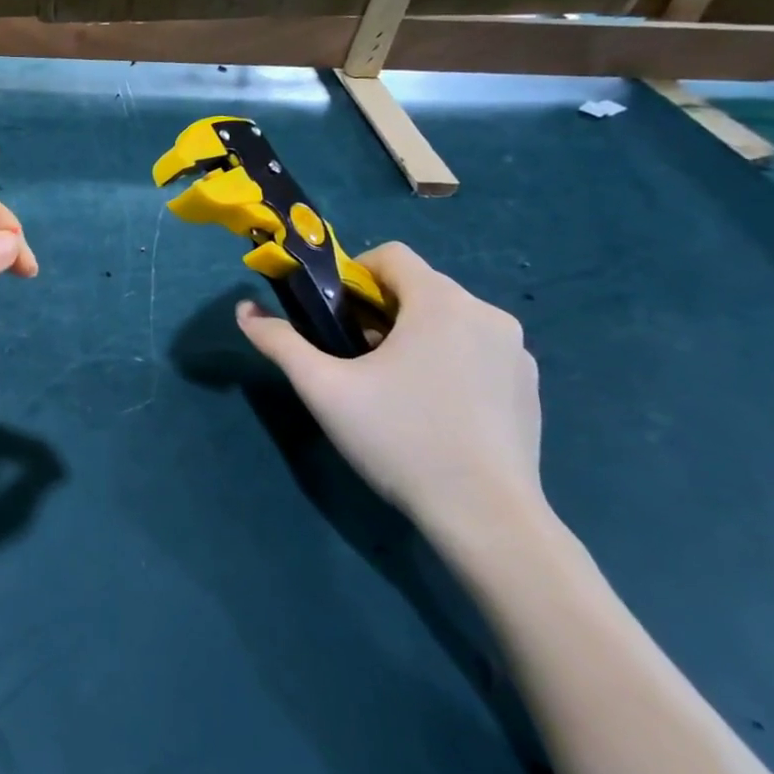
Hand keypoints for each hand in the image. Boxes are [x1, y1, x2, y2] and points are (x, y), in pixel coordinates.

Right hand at [234, 242, 544, 548]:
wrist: (487, 518)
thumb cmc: (400, 439)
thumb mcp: (324, 389)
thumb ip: (280, 343)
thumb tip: (243, 311)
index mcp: (441, 303)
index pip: (391, 255)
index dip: (353, 275)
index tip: (334, 317)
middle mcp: (487, 314)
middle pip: (419, 287)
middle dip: (380, 310)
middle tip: (355, 357)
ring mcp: (517, 352)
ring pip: (449, 320)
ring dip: (414, 335)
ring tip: (392, 387)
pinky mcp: (530, 387)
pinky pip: (477, 352)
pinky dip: (448, 361)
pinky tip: (433, 410)